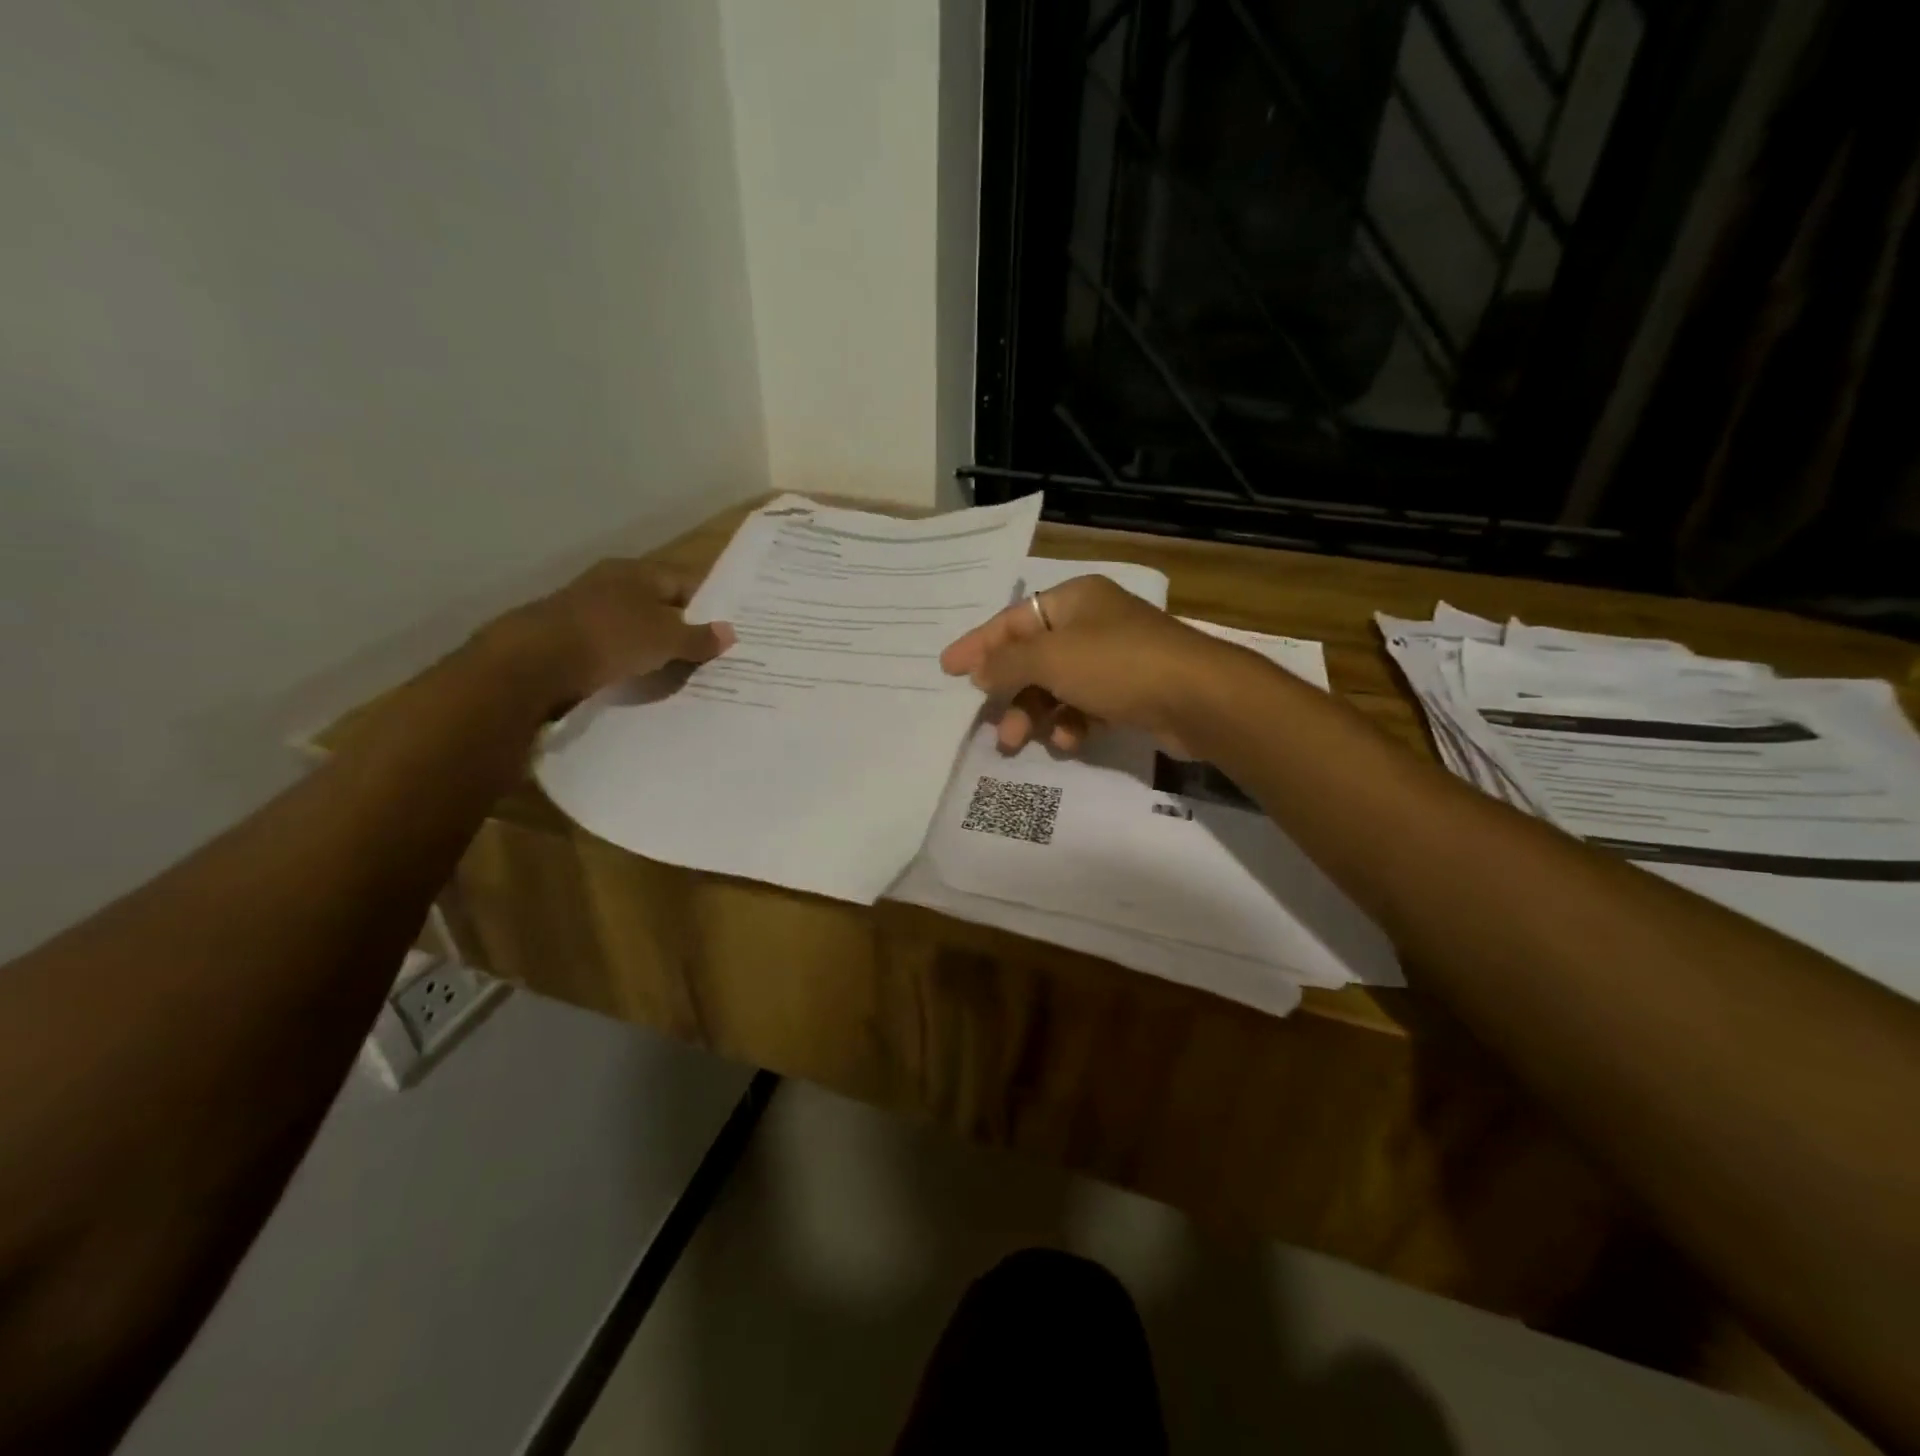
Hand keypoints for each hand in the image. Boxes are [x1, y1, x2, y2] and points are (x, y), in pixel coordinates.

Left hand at [486, 560, 734, 709]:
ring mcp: (589, 609)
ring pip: (636, 625)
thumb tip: (731, 632)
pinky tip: (643, 677)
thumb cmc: (611, 638)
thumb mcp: (666, 639)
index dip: (710, 603)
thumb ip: (699, 638)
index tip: (729, 628)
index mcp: (638, 572)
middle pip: (660, 603)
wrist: (535, 662)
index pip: (685, 581)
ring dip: (656, 645)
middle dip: (684, 626)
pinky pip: (615, 645)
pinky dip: (631, 658)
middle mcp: (613, 582)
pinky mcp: (572, 636)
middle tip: (711, 653)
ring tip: (682, 670)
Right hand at [940, 575, 1240, 754]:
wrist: (1199, 698)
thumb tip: (978, 670)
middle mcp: (1093, 623)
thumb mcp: (1052, 658)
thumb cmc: (1118, 665)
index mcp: (1074, 600)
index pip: (1013, 620)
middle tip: (992, 724)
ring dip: (1037, 713)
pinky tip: (1070, 741)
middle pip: (1034, 657)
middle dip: (1011, 692)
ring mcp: (1114, 658)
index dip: (978, 645)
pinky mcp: (1130, 692)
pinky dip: (1072, 723)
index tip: (947, 670)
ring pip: (1058, 686)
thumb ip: (1007, 662)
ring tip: (1021, 742)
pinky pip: (1085, 705)